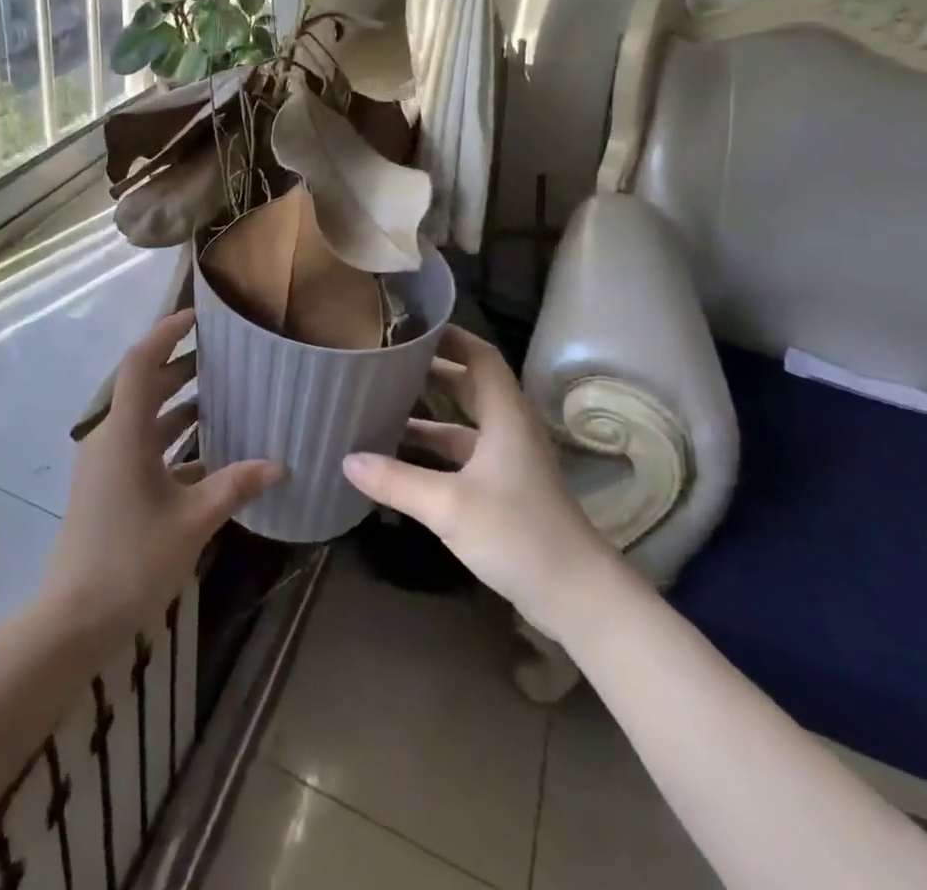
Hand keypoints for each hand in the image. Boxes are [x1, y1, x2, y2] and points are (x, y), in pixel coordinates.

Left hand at [42, 309, 284, 640]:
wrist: (73, 619)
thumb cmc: (131, 560)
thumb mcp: (191, 522)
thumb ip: (235, 487)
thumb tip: (280, 465)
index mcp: (123, 434)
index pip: (140, 363)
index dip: (165, 334)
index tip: (196, 317)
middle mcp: (110, 438)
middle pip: (144, 388)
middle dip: (180, 368)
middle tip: (223, 357)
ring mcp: (106, 464)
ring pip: (144, 419)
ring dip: (178, 406)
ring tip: (221, 396)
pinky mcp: (107, 486)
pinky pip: (142, 447)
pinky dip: (171, 441)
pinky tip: (207, 453)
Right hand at [342, 325, 613, 638]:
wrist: (579, 598)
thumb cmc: (520, 535)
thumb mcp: (450, 506)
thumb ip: (397, 481)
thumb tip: (347, 459)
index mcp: (505, 416)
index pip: (480, 357)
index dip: (450, 337)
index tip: (411, 327)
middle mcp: (508, 430)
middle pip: (469, 385)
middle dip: (430, 371)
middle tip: (386, 362)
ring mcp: (508, 462)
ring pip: (463, 424)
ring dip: (428, 415)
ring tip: (381, 406)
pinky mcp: (504, 490)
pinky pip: (462, 456)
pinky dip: (433, 451)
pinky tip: (399, 459)